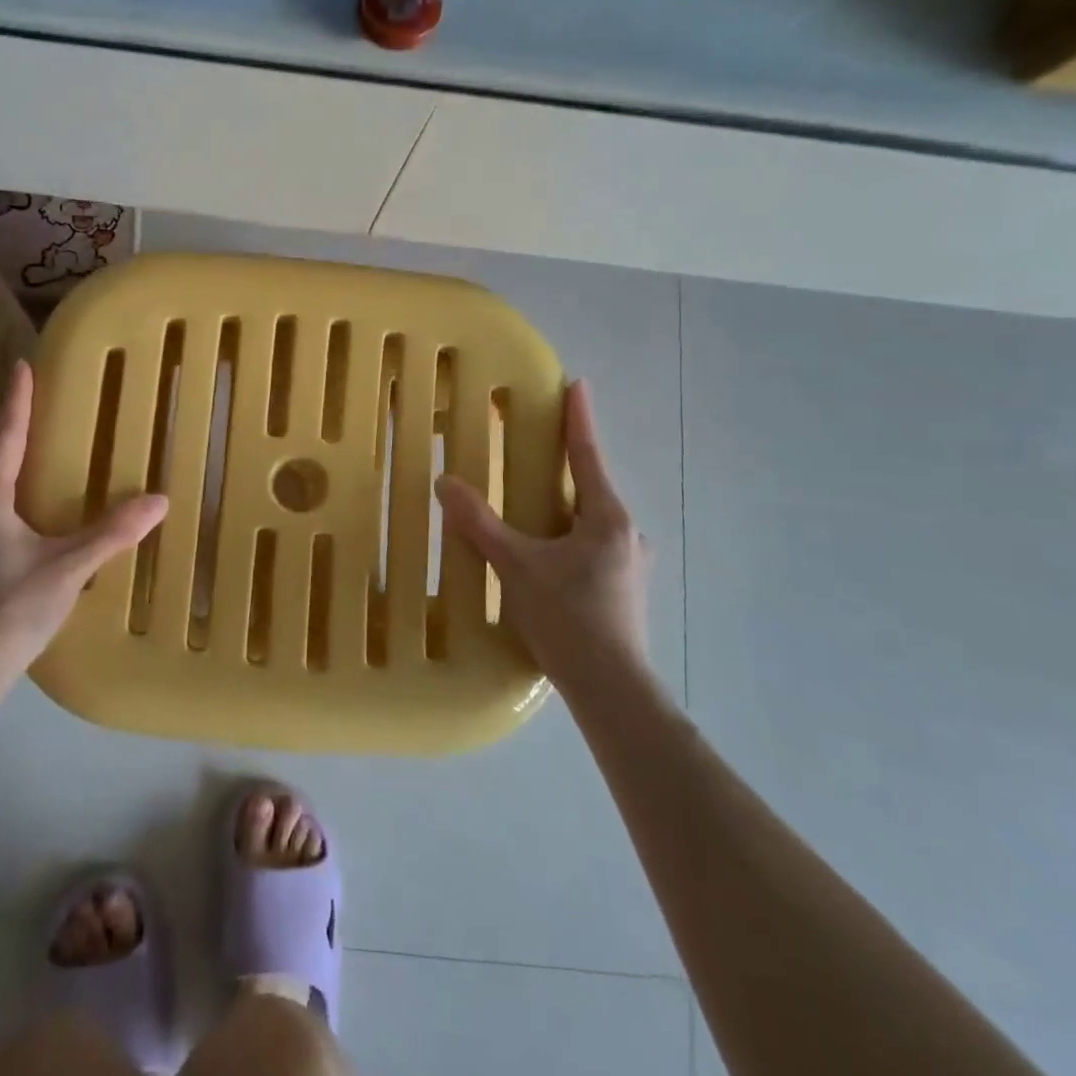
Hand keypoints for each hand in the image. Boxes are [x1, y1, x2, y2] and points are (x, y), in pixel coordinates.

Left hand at [0, 360, 167, 683]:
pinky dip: (17, 496)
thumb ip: (112, 533)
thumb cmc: (10, 610)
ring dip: (18, 466)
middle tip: (46, 405)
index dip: (16, 400)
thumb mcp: (68, 568)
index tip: (22, 364)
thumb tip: (159, 500)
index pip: (5, 438)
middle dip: (18, 430)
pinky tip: (39, 511)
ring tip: (47, 453)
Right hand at [435, 379, 649, 692]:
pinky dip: (567, 539)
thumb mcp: (516, 566)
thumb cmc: (568, 618)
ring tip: (532, 511)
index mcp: (607, 518)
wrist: (612, 690)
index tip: (578, 385)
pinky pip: (591, 548)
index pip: (589, 455)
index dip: (580, 418)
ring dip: (564, 509)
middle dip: (566, 468)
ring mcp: (630, 565)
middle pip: (591, 488)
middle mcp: (626, 534)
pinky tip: (545, 559)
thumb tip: (446, 482)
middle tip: (535, 453)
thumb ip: (480, 523)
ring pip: (591, 522)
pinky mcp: (623, 591)